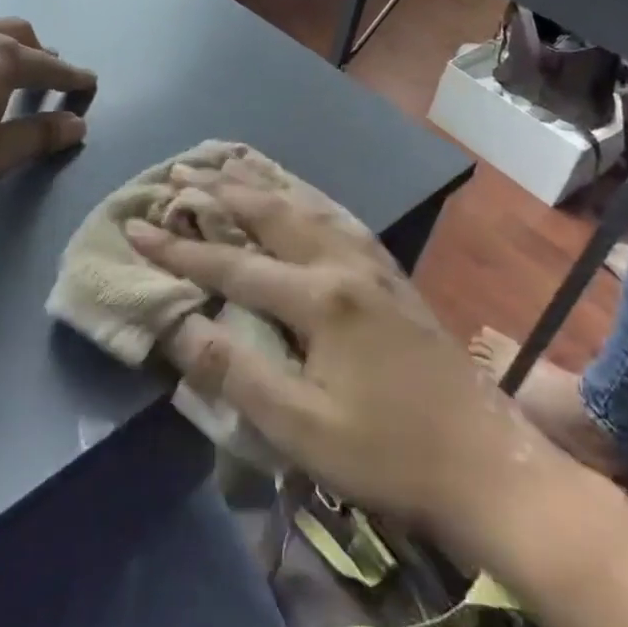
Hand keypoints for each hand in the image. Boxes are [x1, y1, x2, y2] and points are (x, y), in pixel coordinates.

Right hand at [126, 164, 550, 546]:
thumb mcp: (302, 427)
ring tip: (228, 160)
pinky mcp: (391, 274)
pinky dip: (305, 193)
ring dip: (262, 180)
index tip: (136, 228)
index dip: (179, 250)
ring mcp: (373, 263)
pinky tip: (298, 192)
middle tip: (178, 171)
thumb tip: (176, 326)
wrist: (491, 466)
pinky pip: (337, 215)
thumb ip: (235, 371)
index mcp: (320, 298)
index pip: (232, 265)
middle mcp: (344, 263)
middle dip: (219, 191)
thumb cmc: (390, 454)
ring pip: (307, 203)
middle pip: (270, 213)